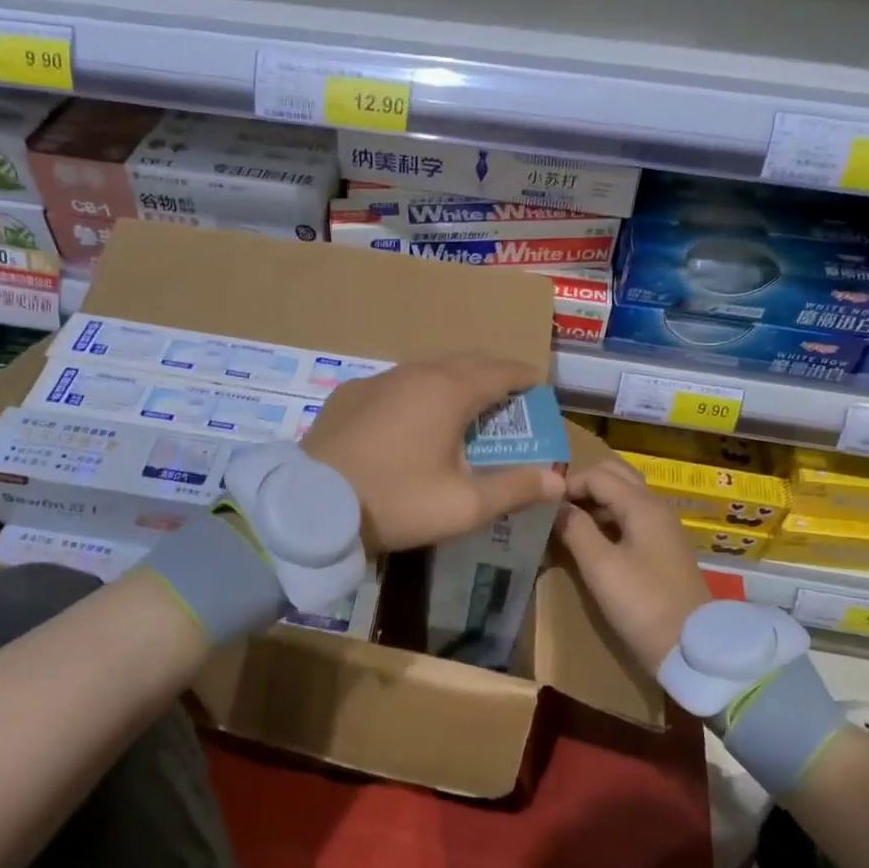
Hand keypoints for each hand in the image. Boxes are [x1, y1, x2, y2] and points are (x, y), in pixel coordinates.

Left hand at [301, 354, 565, 553]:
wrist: (310, 506)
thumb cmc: (396, 501)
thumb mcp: (463, 505)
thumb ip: (515, 488)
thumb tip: (558, 480)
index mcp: (450, 390)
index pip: (502, 371)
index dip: (526, 378)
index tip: (539, 390)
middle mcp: (416, 372)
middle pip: (466, 362)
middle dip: (493, 376)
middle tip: (507, 401)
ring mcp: (378, 379)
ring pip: (428, 369)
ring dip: (454, 382)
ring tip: (463, 409)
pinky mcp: (349, 393)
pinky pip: (396, 383)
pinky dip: (418, 393)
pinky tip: (411, 421)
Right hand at [555, 459, 710, 673]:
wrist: (692, 648)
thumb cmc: (643, 604)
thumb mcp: (601, 567)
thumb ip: (575, 529)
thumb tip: (555, 506)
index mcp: (642, 506)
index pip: (597, 475)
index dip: (567, 484)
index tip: (540, 504)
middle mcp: (655, 507)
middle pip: (614, 477)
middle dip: (583, 486)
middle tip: (554, 508)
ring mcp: (661, 528)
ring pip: (623, 496)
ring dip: (594, 502)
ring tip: (565, 523)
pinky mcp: (662, 548)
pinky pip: (629, 517)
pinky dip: (606, 518)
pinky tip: (588, 540)